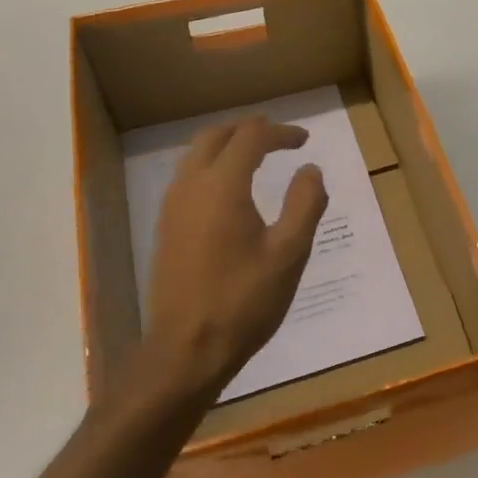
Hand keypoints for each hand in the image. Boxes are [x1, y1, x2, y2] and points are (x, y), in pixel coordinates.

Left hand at [134, 116, 327, 401]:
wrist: (187, 349)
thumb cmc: (245, 300)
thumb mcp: (289, 252)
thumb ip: (305, 203)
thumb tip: (311, 170)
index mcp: (222, 186)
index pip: (250, 137)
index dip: (280, 132)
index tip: (304, 140)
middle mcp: (190, 186)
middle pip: (215, 136)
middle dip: (248, 129)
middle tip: (278, 136)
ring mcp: (172, 208)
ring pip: (196, 155)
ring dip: (227, 146)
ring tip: (256, 156)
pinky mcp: (166, 229)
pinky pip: (188, 178)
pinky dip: (212, 167)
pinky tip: (231, 191)